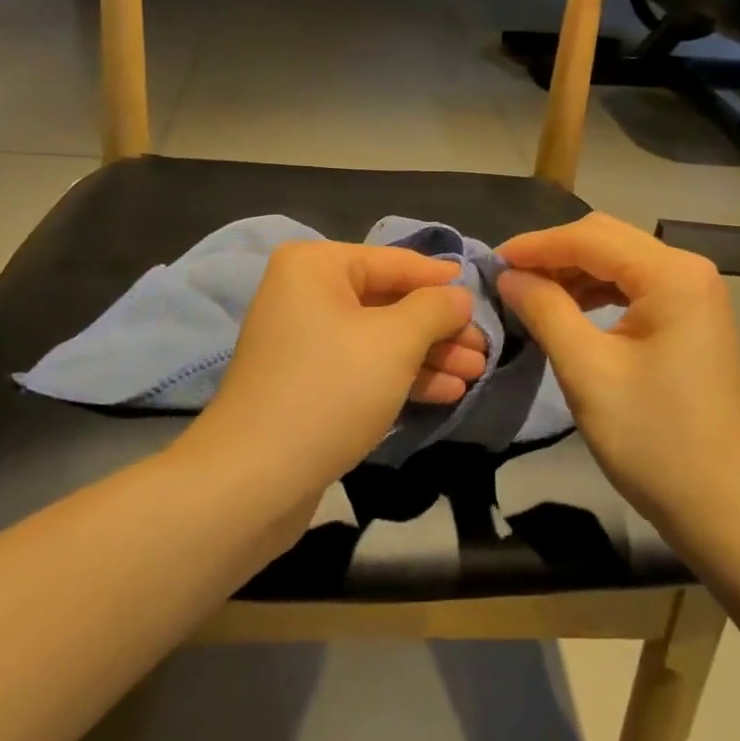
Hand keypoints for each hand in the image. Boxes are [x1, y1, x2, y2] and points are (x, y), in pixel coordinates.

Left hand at [184, 241, 478, 499]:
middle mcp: (306, 294)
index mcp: (316, 266)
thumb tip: (459, 295)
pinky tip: (446, 392)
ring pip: (380, 338)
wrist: (254, 479)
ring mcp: (305, 341)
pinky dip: (403, 376)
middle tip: (485, 347)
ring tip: (476, 373)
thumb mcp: (394, 342)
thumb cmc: (330, 389)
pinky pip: (364, 367)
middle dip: (439, 326)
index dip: (440, 279)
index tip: (480, 292)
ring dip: (429, 355)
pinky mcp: (308, 383)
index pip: (394, 262)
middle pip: (388, 301)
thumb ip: (434, 309)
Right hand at [496, 213, 739, 539]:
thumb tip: (508, 275)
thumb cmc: (653, 438)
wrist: (722, 507)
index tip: (490, 261)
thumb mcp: (587, 371)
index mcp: (671, 274)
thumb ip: (545, 310)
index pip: (589, 238)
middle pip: (606, 240)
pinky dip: (594, 292)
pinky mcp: (688, 319)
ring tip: (528, 294)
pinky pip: (632, 287)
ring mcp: (693, 294)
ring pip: (617, 261)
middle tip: (506, 277)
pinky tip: (566, 309)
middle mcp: (688, 270)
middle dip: (552, 254)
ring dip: (571, 272)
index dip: (535, 246)